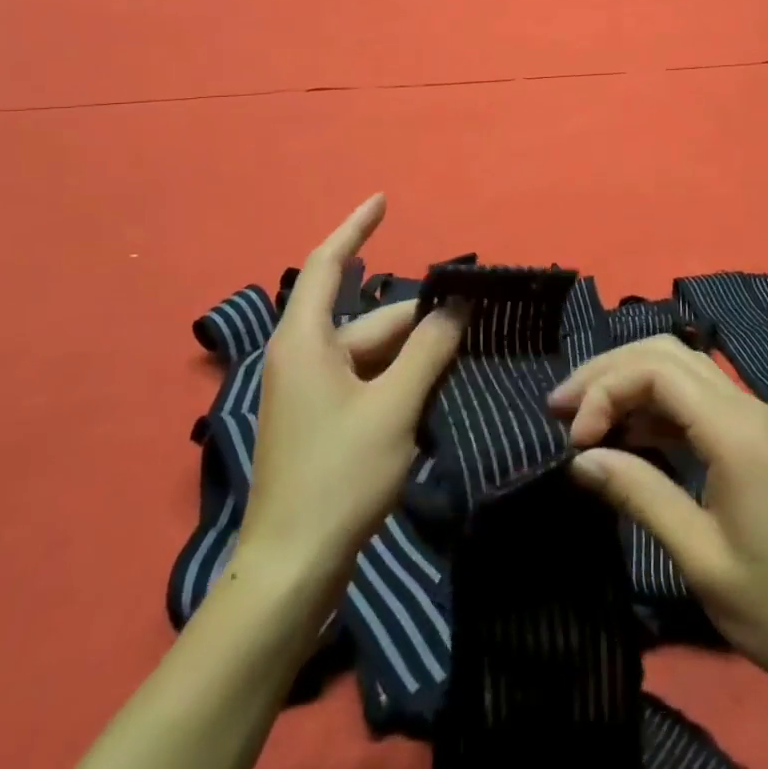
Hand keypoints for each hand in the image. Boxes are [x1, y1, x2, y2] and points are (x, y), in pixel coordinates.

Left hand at [239, 194, 464, 597]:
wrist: (293, 569)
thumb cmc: (339, 476)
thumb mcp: (394, 406)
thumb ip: (428, 350)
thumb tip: (456, 306)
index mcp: (306, 341)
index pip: (329, 263)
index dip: (356, 227)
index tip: (384, 200)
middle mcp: (304, 357)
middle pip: (369, 319)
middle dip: (419, 319)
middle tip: (474, 318)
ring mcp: (312, 392)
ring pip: (374, 355)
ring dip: (415, 355)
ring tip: (466, 356)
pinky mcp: (324, 422)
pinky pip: (369, 383)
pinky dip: (401, 381)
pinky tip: (438, 391)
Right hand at [549, 336, 767, 712]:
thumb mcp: (702, 559)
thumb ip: (640, 496)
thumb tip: (581, 458)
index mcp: (735, 430)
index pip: (656, 370)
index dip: (605, 390)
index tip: (574, 441)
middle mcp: (746, 407)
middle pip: (665, 354)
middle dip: (608, 371)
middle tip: (561, 409)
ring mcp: (754, 419)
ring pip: (680, 370)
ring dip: (630, 383)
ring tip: (585, 420)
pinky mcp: (756, 439)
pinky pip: (696, 400)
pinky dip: (655, 406)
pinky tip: (629, 437)